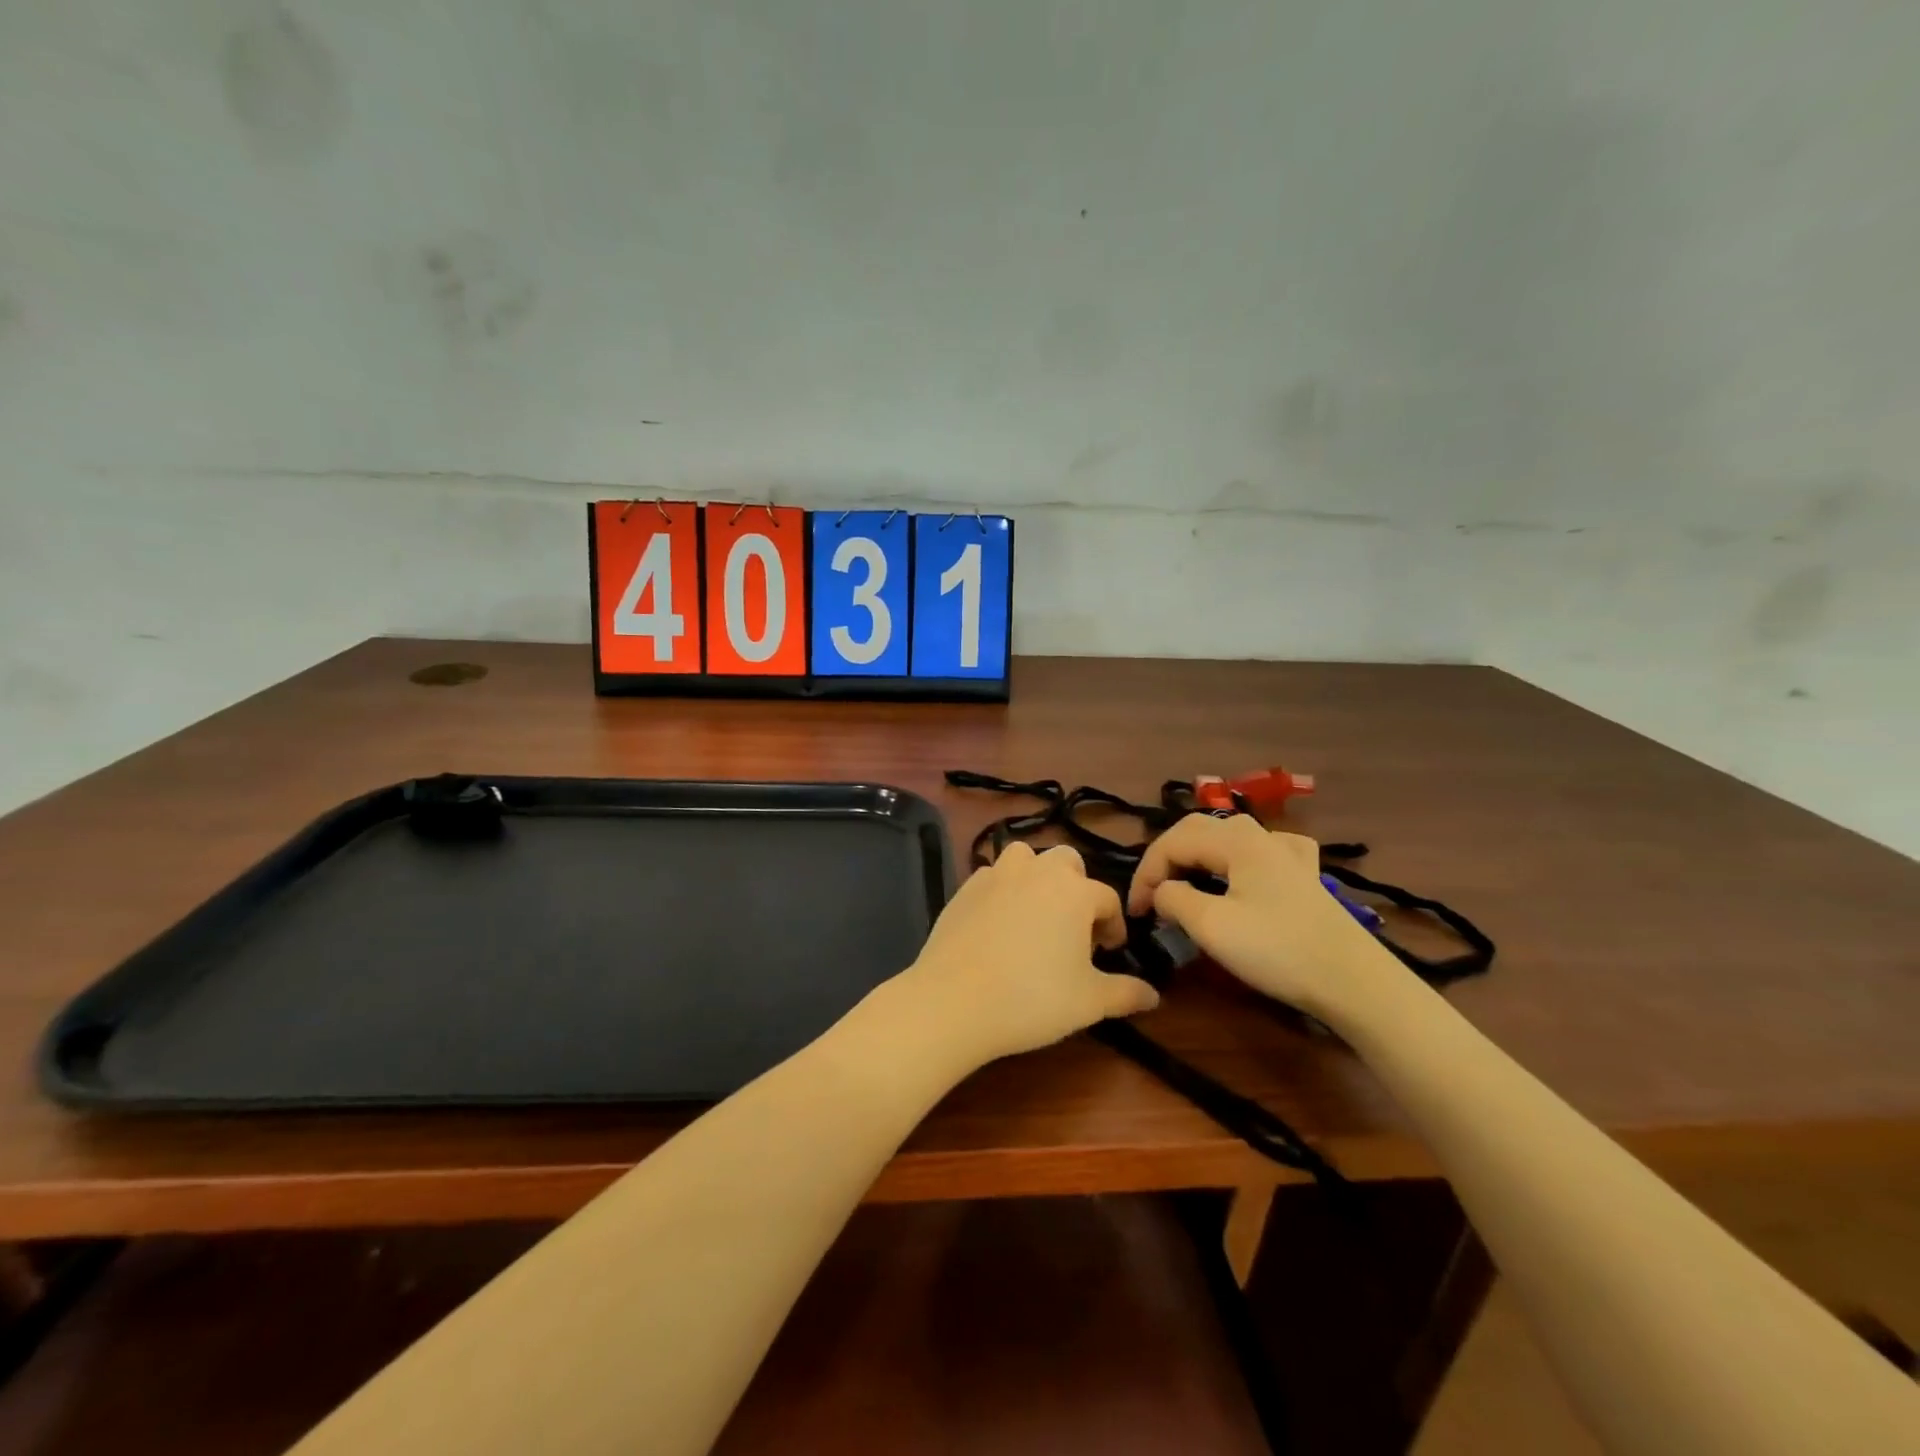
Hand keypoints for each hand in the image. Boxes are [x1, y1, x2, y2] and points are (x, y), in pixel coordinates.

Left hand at [899, 842, 1158, 1067]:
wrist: (954, 1000)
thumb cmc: (1032, 999)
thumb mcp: (1089, 1002)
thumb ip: (1126, 993)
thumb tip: (1154, 995)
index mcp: (1074, 891)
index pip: (1108, 899)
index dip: (1114, 925)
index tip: (1109, 952)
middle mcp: (1037, 871)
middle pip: (1067, 863)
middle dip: (1077, 888)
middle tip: (1073, 930)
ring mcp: (997, 874)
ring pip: (1026, 858)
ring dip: (1037, 877)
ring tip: (1036, 915)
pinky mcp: (965, 887)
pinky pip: (993, 876)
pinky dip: (1003, 890)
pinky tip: (999, 923)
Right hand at [1127, 814, 1400, 1022]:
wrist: (1353, 981)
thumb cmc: (1277, 950)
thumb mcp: (1211, 926)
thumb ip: (1174, 899)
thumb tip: (1162, 892)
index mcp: (1235, 841)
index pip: (1172, 843)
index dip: (1146, 873)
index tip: (1135, 911)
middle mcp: (1260, 837)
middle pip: (1198, 831)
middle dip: (1166, 860)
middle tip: (1151, 896)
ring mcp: (1287, 855)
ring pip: (1227, 839)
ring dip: (1197, 858)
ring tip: (1184, 885)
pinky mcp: (1304, 877)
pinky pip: (1261, 852)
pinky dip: (1237, 859)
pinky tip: (1244, 871)